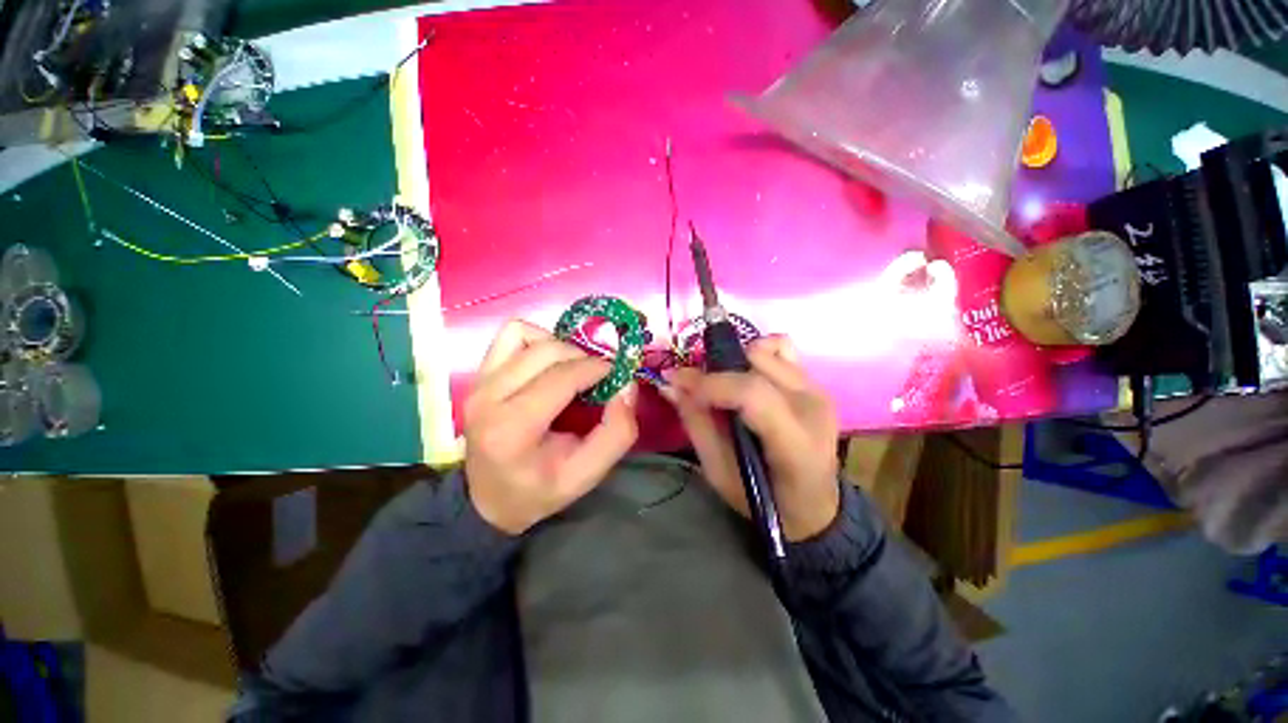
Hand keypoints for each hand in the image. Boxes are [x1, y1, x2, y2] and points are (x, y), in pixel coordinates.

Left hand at [465, 320, 638, 534]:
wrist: (489, 498)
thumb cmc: (539, 490)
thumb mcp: (587, 474)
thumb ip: (617, 433)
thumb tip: (626, 387)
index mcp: (512, 429)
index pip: (561, 378)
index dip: (596, 368)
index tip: (616, 374)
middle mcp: (488, 397)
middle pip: (546, 351)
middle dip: (582, 357)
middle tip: (598, 377)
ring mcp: (479, 382)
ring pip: (528, 335)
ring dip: (561, 346)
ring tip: (574, 369)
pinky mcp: (479, 374)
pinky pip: (511, 334)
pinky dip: (538, 339)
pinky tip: (549, 363)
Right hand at [666, 336, 839, 541]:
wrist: (814, 506)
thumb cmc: (763, 499)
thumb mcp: (719, 472)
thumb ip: (696, 424)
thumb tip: (672, 384)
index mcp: (794, 442)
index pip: (751, 393)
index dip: (710, 384)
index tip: (677, 382)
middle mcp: (812, 406)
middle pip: (756, 363)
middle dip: (716, 370)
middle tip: (696, 387)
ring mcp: (818, 390)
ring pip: (766, 350)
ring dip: (735, 362)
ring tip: (724, 386)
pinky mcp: (816, 384)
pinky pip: (783, 348)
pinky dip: (758, 353)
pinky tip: (748, 376)